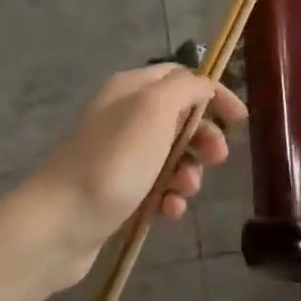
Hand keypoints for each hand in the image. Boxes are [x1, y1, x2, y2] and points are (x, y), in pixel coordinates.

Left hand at [30, 65, 247, 284]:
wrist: (60, 223)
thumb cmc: (114, 161)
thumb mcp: (154, 110)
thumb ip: (186, 89)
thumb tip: (203, 87)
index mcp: (131, 89)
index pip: (182, 77)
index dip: (214, 94)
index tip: (239, 119)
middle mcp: (125, 116)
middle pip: (181, 119)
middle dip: (204, 139)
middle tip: (216, 158)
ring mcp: (120, 155)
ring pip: (173, 157)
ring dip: (188, 173)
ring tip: (183, 191)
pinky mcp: (118, 190)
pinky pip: (157, 187)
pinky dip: (169, 197)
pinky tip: (168, 212)